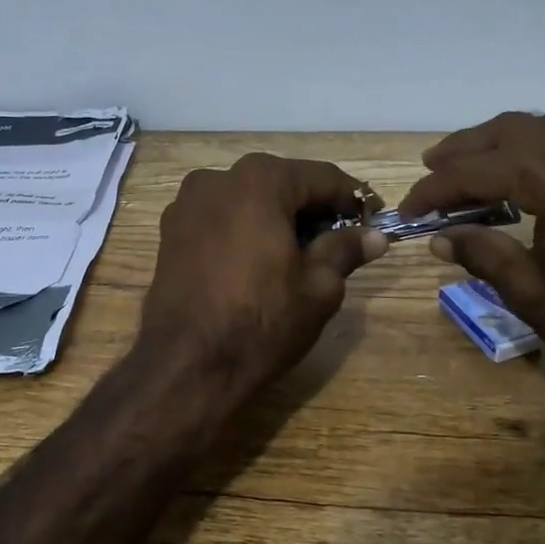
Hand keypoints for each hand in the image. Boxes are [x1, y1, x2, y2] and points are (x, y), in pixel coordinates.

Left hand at [139, 153, 387, 404]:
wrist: (186, 365)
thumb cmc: (261, 322)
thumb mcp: (318, 288)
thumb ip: (345, 250)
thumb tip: (374, 236)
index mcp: (260, 180)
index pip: (323, 177)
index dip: (352, 200)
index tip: (372, 223)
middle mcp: (218, 178)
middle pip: (282, 184)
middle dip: (312, 210)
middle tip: (338, 244)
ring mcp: (187, 204)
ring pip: (248, 200)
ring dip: (277, 219)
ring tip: (297, 257)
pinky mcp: (169, 232)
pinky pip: (220, 218)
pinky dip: (244, 230)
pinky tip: (257, 264)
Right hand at [400, 112, 544, 408]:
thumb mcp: (535, 295)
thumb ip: (483, 255)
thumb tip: (441, 237)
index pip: (480, 170)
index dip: (437, 188)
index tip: (409, 209)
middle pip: (510, 131)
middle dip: (464, 150)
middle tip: (431, 170)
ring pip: (544, 126)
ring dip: (500, 141)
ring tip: (470, 165)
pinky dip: (537, 146)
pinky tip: (524, 172)